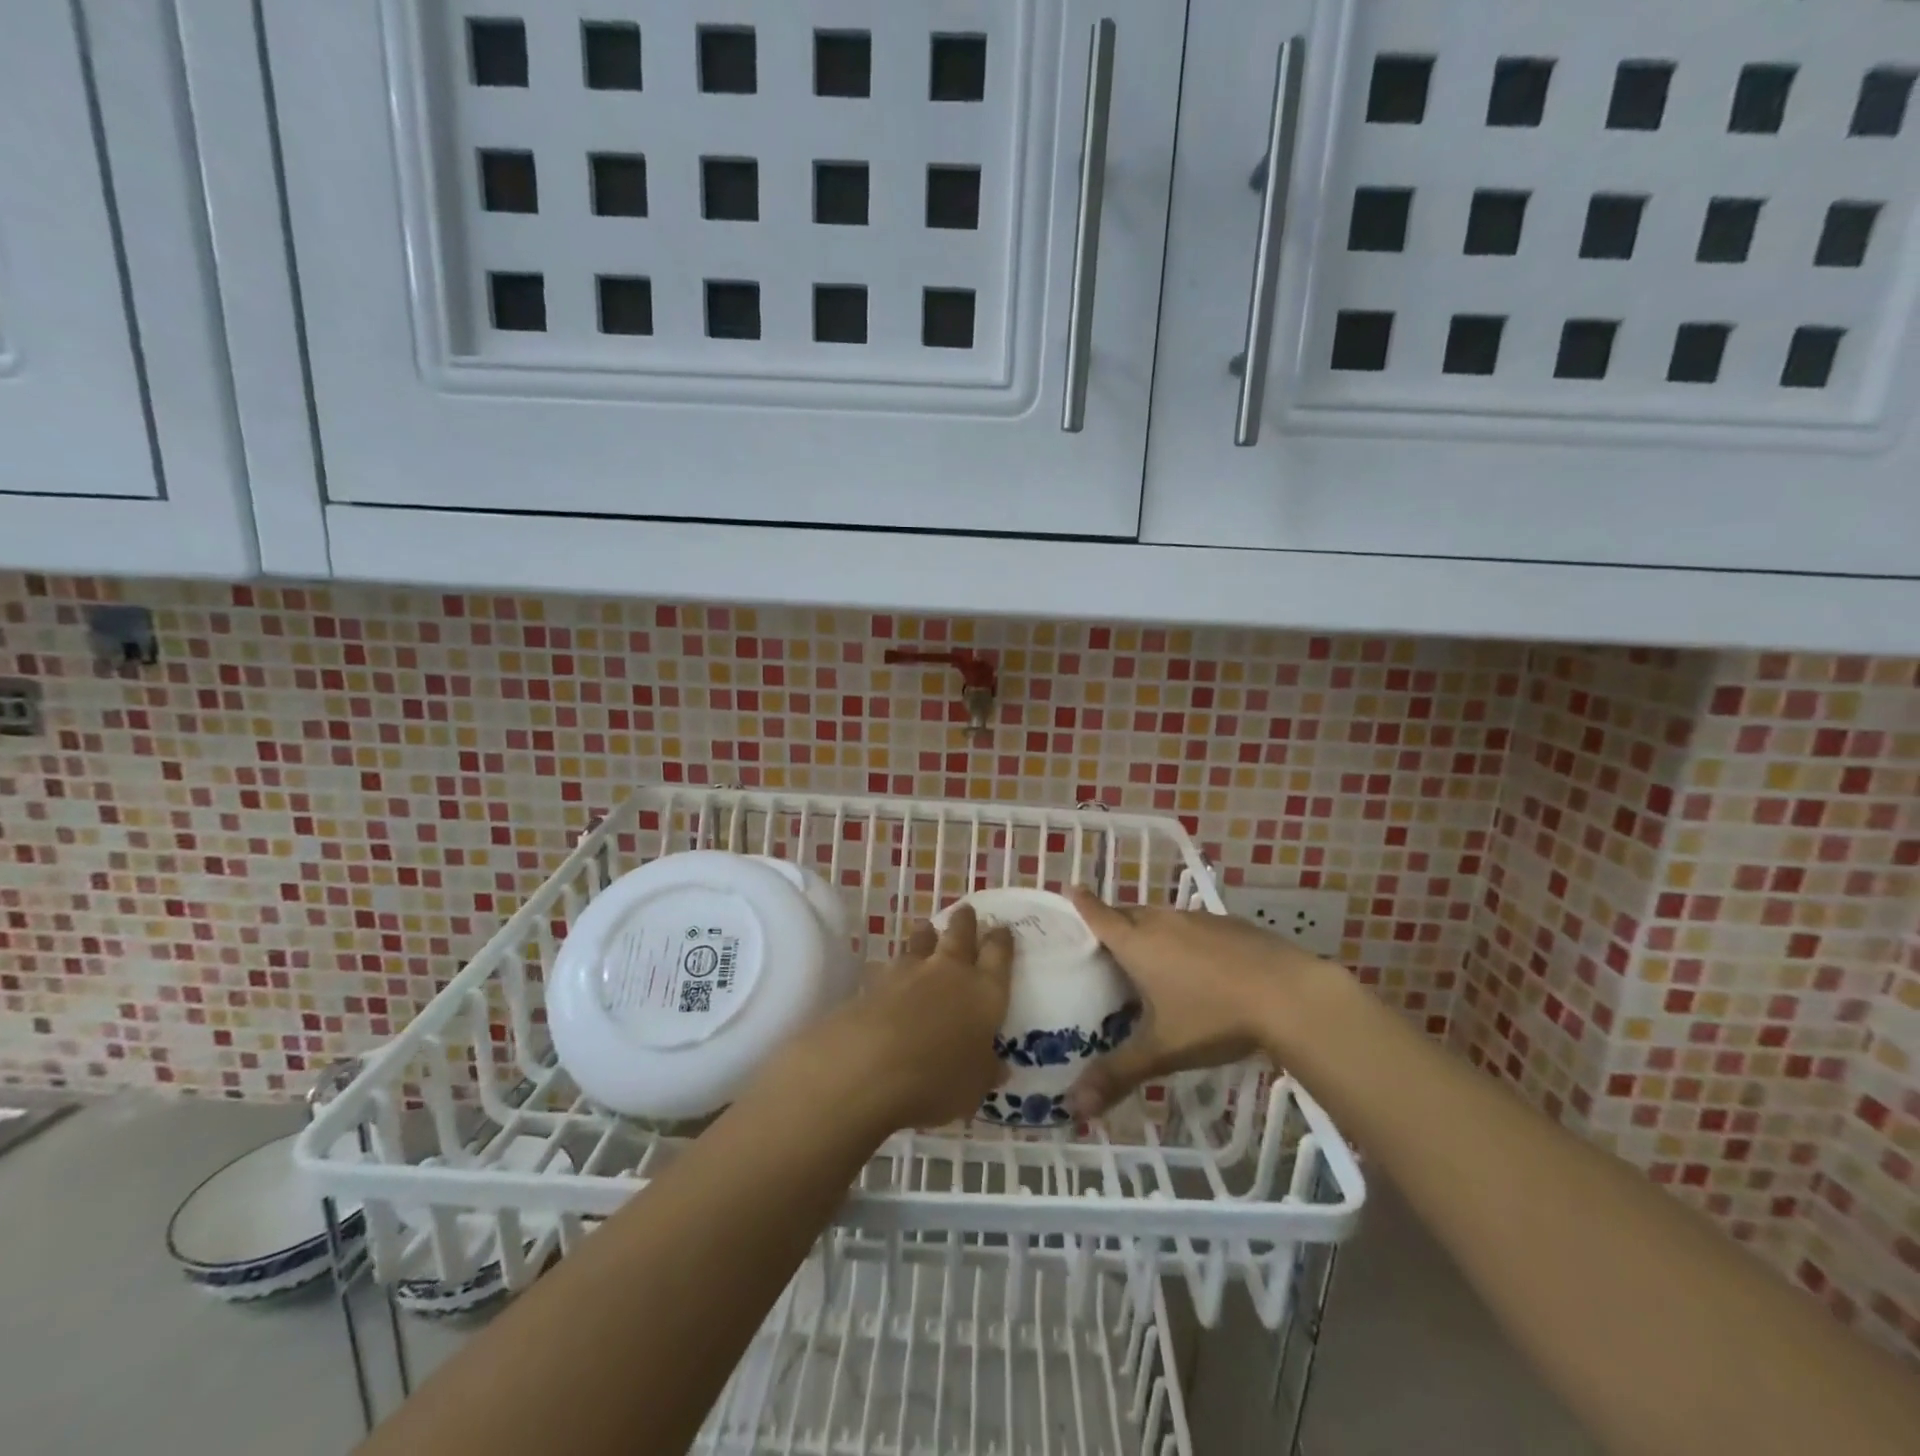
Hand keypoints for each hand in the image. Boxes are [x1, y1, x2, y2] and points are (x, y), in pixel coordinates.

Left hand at [779, 904, 1012, 1133]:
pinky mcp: (873, 983)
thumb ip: (985, 1070)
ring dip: (925, 935)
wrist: (870, 1066)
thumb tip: (998, 1066)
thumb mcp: (974, 1086)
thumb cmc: (938, 1080)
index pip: (998, 956)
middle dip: (965, 922)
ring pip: (921, 942)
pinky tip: (885, 971)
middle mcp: (949, 972)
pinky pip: (887, 967)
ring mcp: (908, 973)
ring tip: (926, 928)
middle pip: (960, 936)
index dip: (1001, 940)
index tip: (1002, 928)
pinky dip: (890, 967)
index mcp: (984, 992)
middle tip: (966, 911)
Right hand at [1064, 886, 1329, 1117]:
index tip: (1069, 888)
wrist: (1290, 995)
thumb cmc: (1214, 1017)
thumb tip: (1073, 1108)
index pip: (1099, 915)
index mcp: (1138, 943)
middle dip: (1113, 922)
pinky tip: (1199, 967)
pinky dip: (1183, 939)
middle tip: (1103, 943)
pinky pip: (1193, 926)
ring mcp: (1199, 920)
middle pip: (1129, 914)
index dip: (1081, 903)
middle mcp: (1163, 921)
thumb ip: (1117, 1075)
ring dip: (1149, 931)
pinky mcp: (1230, 925)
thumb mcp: (1162, 1050)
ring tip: (1147, 957)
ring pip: (1162, 918)